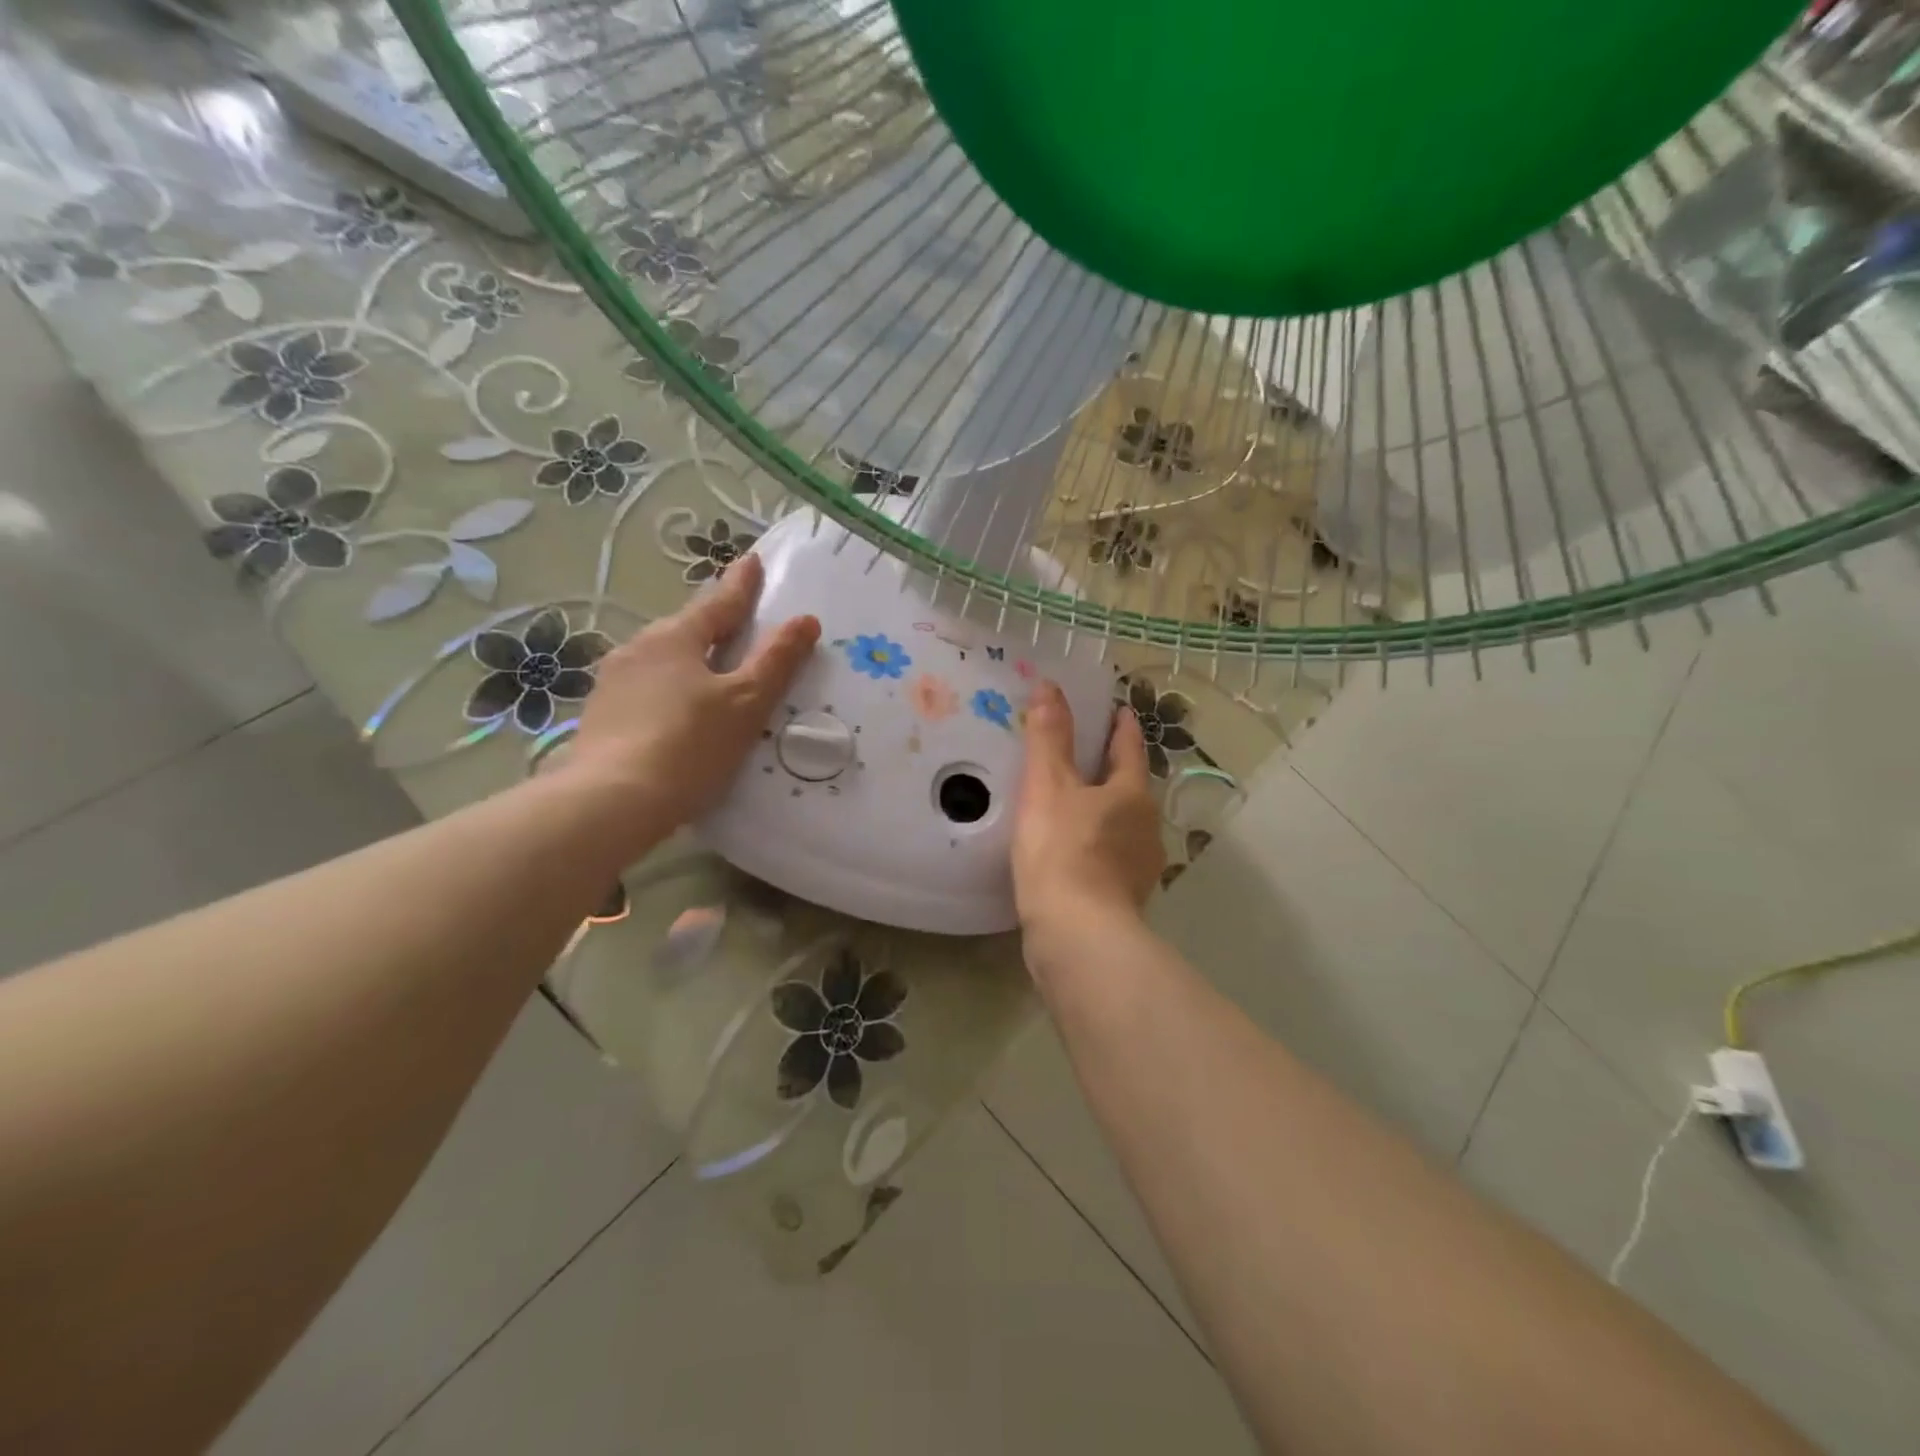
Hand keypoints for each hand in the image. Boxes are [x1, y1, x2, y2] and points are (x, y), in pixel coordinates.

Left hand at [563, 554, 818, 854]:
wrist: (612, 801)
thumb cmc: (690, 745)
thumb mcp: (746, 702)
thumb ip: (777, 660)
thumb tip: (806, 620)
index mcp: (676, 637)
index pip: (719, 602)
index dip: (742, 584)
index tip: (753, 560)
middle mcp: (639, 649)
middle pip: (687, 629)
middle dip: (713, 624)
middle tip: (738, 623)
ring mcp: (614, 682)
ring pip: (663, 660)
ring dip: (689, 659)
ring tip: (709, 672)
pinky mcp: (601, 716)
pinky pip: (647, 689)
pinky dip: (669, 690)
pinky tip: (677, 713)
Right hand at [1012, 679, 1164, 951]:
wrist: (1075, 934)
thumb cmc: (1062, 849)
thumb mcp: (1048, 786)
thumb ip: (1049, 737)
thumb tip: (1050, 686)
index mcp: (1132, 794)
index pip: (1130, 749)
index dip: (1122, 727)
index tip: (1120, 710)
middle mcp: (1145, 827)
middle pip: (1131, 789)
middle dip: (1113, 771)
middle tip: (1086, 755)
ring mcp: (1139, 867)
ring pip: (1122, 826)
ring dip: (1104, 811)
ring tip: (1074, 804)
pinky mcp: (1124, 899)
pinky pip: (1110, 858)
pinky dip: (1095, 846)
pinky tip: (1072, 853)